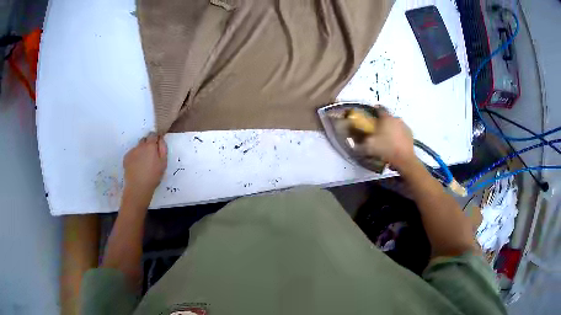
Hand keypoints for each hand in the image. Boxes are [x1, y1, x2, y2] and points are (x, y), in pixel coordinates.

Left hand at [123, 133, 167, 206]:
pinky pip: (132, 153)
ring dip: (141, 151)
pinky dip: (135, 157)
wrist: (138, 187)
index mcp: (150, 146)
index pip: (153, 134)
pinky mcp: (126, 158)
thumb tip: (161, 138)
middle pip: (144, 139)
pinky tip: (137, 166)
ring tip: (143, 163)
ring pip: (138, 147)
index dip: (155, 138)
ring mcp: (132, 151)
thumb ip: (163, 148)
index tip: (157, 144)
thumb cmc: (153, 176)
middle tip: (151, 155)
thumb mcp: (163, 163)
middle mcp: (140, 146)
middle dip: (148, 144)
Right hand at [363, 110, 415, 170]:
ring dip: (391, 129)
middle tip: (378, 131)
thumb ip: (361, 143)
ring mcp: (405, 126)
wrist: (404, 160)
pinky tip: (395, 144)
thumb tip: (353, 142)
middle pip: (388, 118)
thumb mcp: (369, 147)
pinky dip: (398, 136)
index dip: (374, 111)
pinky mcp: (410, 134)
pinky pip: (402, 132)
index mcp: (386, 118)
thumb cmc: (386, 149)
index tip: (370, 115)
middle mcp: (396, 119)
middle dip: (383, 122)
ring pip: (395, 125)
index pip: (379, 109)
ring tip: (387, 139)